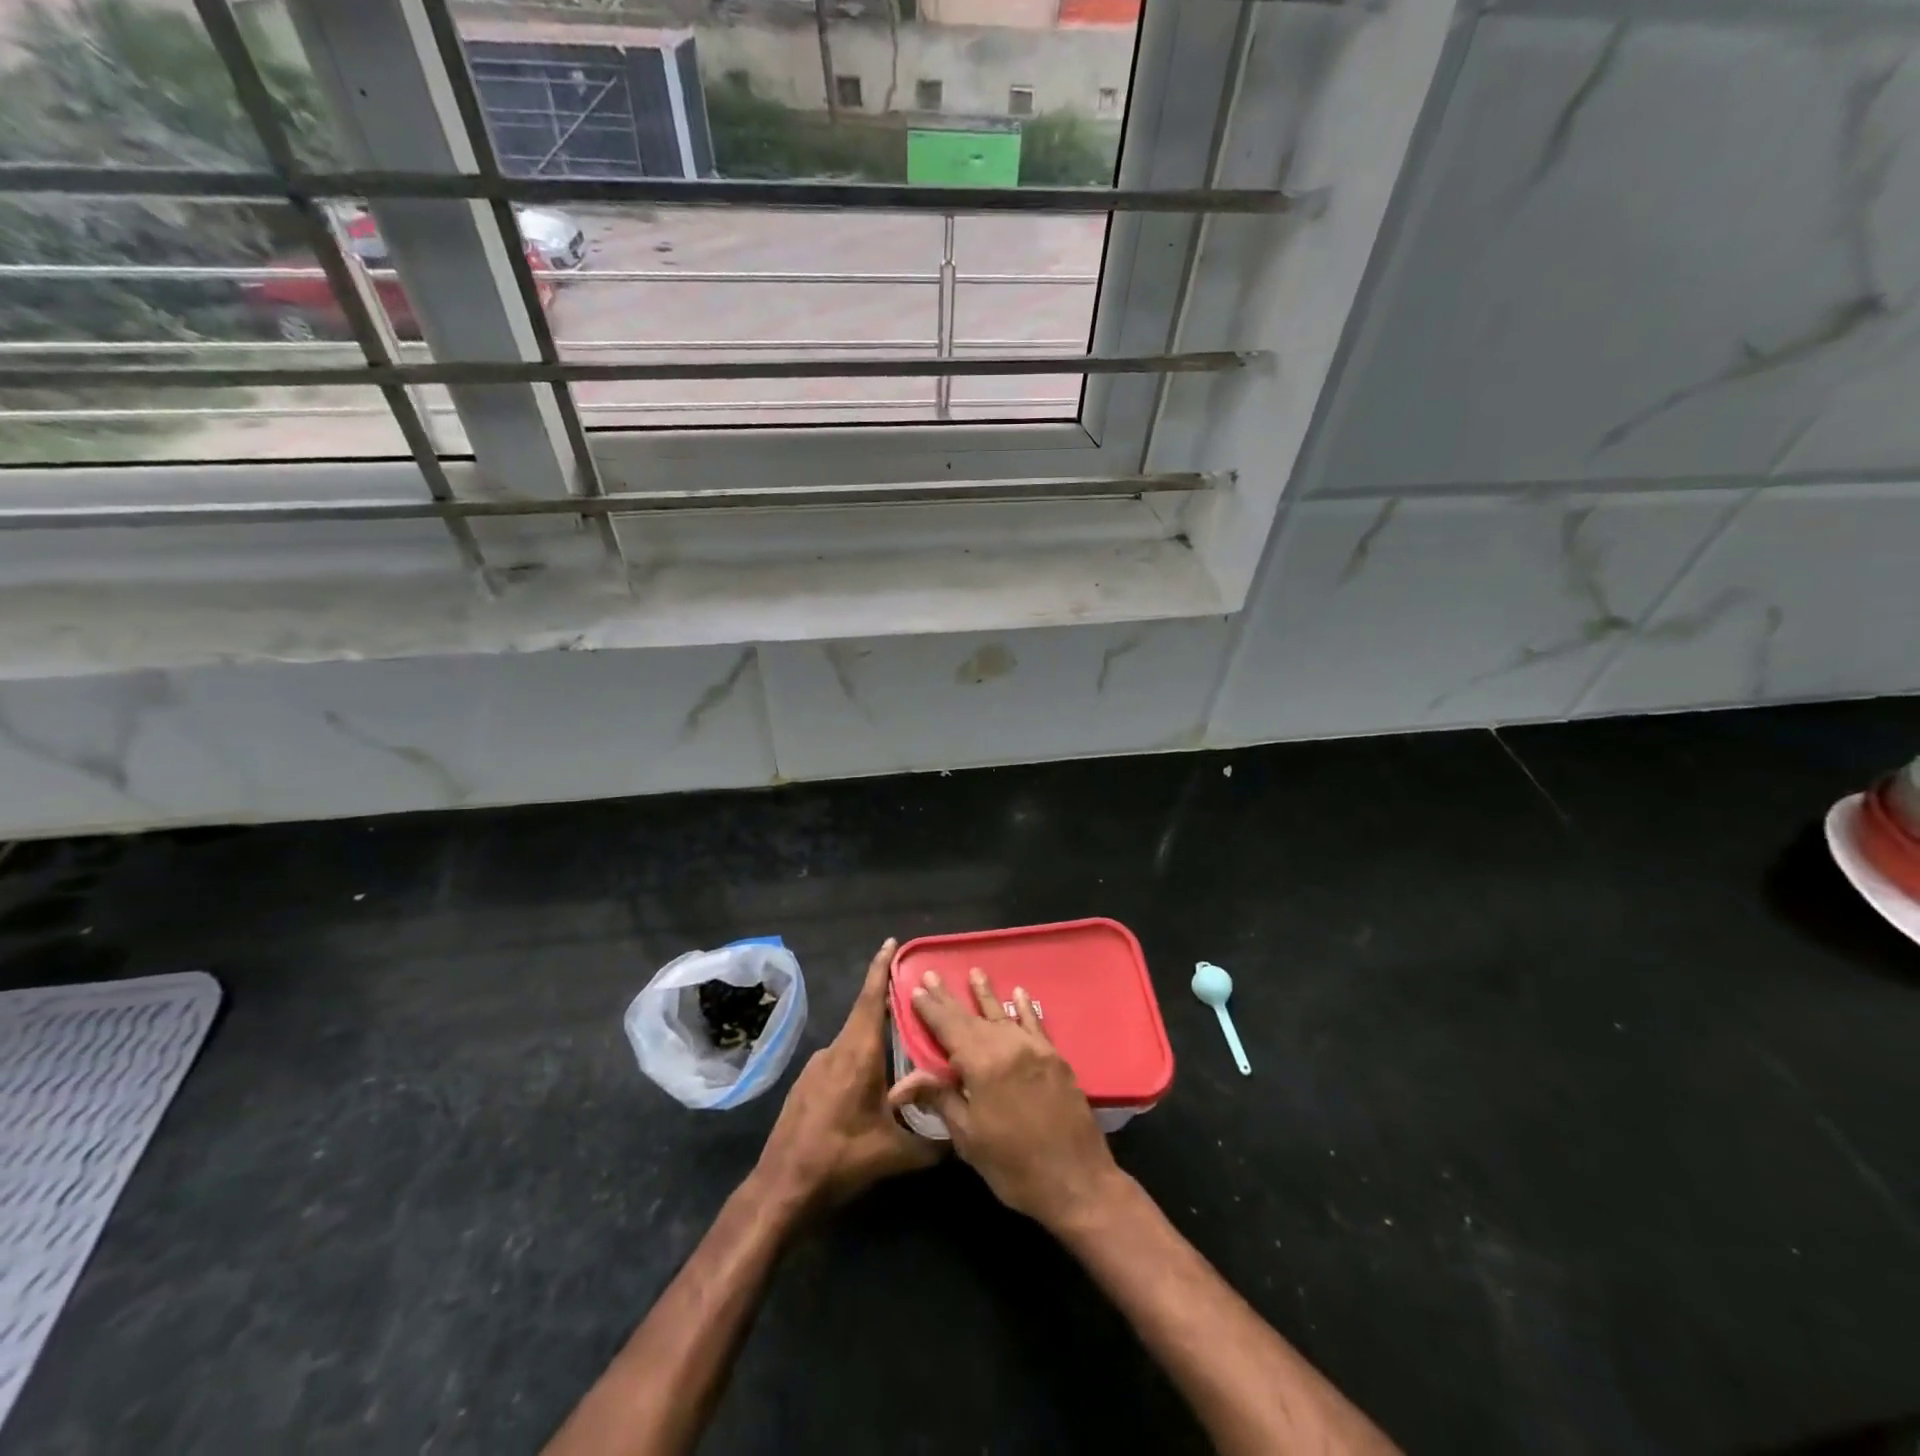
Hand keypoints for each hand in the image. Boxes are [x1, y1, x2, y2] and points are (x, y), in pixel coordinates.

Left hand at [755, 938, 940, 1211]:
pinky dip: (861, 1062)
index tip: (890, 943)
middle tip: (919, 1002)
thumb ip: (933, 1142)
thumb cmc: (839, 1159)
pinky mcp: (807, 1085)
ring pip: (854, 1043)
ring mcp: (816, 1067)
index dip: (881, 969)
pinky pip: (841, 1061)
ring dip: (876, 1041)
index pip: (871, 999)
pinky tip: (873, 1088)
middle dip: (889, 1005)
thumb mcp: (894, 1155)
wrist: (780, 1188)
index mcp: (858, 1054)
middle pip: (865, 1017)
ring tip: (904, 1052)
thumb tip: (961, 1136)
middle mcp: (836, 1051)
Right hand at [888, 967, 1124, 1230]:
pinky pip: (1035, 1025)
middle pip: (972, 1017)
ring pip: (1003, 1015)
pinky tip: (1019, 994)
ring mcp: (1035, 1049)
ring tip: (975, 972)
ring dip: (986, 995)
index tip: (916, 989)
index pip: (949, 1028)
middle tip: (933, 974)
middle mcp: (1008, 1046)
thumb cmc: (1014, 1166)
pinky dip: (1025, 1009)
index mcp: (982, 1064)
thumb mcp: (968, 1138)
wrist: (1077, 1182)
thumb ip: (940, 1100)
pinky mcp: (1055, 1058)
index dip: (931, 1010)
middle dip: (950, 998)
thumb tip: (900, 1085)